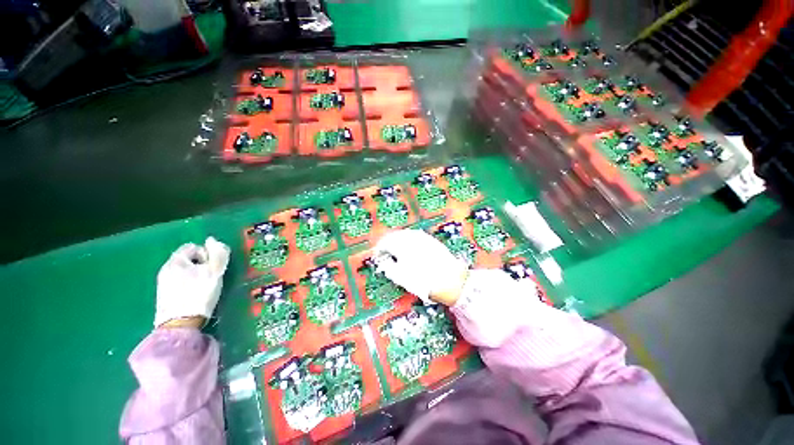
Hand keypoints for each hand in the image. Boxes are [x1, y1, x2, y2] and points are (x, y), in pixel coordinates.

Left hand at [154, 237, 230, 327]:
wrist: (180, 323)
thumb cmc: (199, 293)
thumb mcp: (215, 271)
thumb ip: (217, 254)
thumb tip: (212, 240)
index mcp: (176, 260)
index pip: (192, 247)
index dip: (207, 253)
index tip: (214, 267)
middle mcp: (166, 268)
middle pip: (187, 259)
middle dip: (201, 265)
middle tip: (211, 277)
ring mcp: (162, 283)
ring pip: (183, 271)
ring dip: (195, 275)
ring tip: (204, 287)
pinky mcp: (163, 295)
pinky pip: (178, 282)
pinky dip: (188, 284)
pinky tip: (194, 295)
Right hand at [373, 229, 468, 305]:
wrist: (450, 281)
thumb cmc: (423, 280)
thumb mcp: (400, 276)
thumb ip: (387, 266)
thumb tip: (382, 261)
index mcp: (401, 244)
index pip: (384, 242)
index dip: (379, 249)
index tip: (378, 256)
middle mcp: (411, 237)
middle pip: (394, 236)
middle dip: (388, 243)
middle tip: (386, 253)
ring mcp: (422, 237)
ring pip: (405, 234)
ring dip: (398, 241)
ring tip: (397, 251)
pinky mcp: (431, 240)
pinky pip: (415, 237)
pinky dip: (409, 241)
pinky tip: (411, 249)